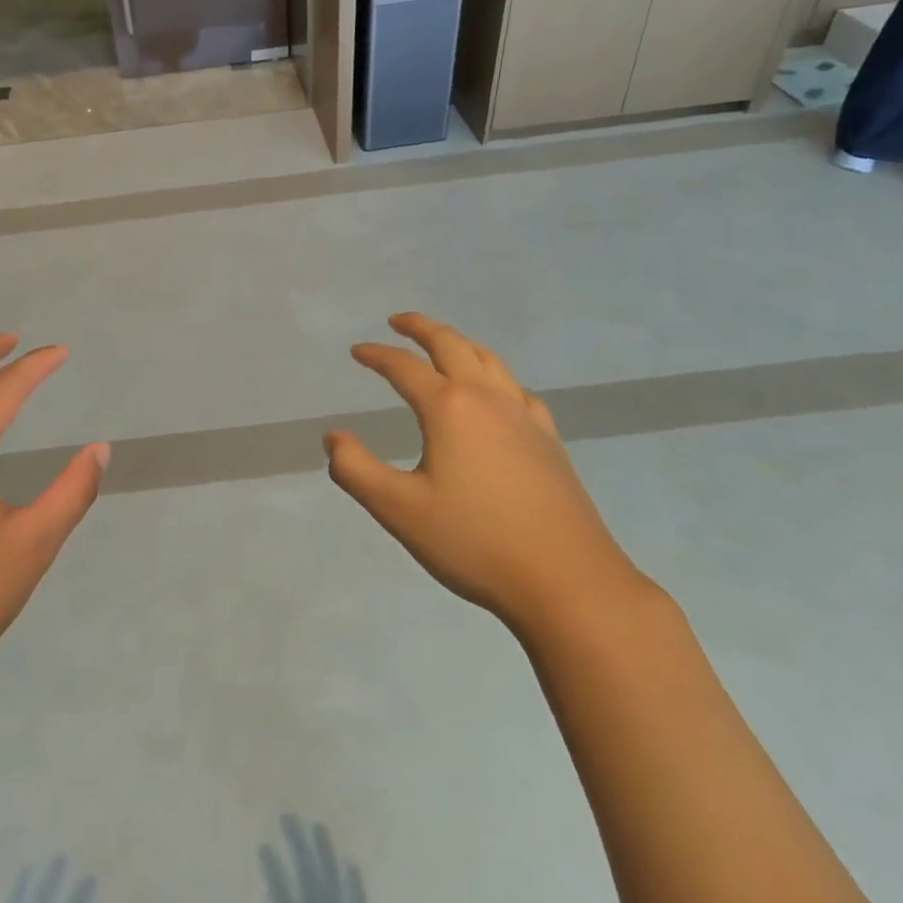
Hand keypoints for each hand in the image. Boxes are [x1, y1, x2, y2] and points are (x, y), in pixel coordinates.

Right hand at [237, 815, 366, 902]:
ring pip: (336, 886)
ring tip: (319, 826)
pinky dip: (355, 888)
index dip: (273, 868)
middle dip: (299, 846)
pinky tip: (352, 866)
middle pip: (311, 879)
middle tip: (287, 816)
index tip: (263, 844)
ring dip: (327, 855)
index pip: (283, 895)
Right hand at [323, 314, 646, 640]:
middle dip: (421, 328)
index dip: (377, 356)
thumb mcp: (399, 510)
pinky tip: (497, 394)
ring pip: (489, 360)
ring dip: (459, 343)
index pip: (405, 368)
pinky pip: (517, 389)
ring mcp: (525, 417)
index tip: (357, 351)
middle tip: (398, 321)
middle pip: (452, 345)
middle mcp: (488, 399)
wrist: (568, 582)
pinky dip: (495, 376)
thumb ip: (355, 470)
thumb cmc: (475, 542)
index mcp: (449, 409)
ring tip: (443, 344)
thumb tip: (333, 437)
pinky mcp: (549, 440)